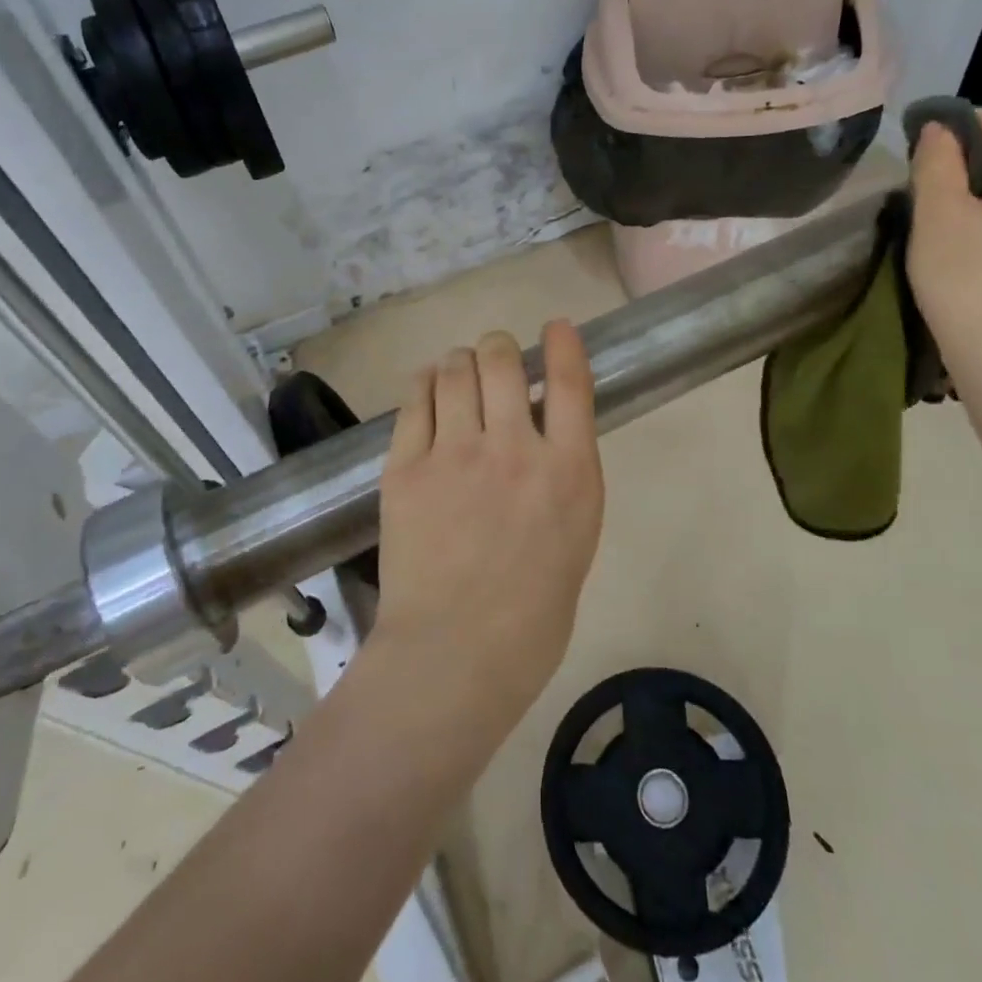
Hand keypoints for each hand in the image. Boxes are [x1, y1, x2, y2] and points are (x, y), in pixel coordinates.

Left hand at [373, 321, 605, 719]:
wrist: (455, 654)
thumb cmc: (533, 610)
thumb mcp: (576, 535)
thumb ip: (564, 472)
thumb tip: (542, 426)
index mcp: (569, 471)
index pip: (570, 380)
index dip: (562, 342)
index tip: (555, 327)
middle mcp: (514, 448)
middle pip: (501, 359)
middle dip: (499, 348)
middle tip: (495, 359)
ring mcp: (454, 454)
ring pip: (454, 369)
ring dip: (460, 361)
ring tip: (459, 372)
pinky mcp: (405, 468)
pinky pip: (414, 400)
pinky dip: (425, 383)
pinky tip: (428, 388)